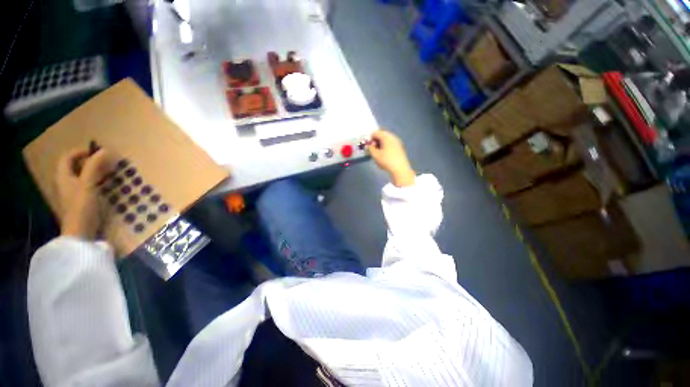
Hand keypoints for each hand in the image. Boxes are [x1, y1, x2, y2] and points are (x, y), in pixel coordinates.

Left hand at [56, 148, 114, 238]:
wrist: (80, 232)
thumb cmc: (81, 206)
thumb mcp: (88, 184)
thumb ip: (94, 166)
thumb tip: (105, 150)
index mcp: (63, 176)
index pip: (67, 157)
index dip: (80, 152)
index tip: (97, 152)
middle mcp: (65, 183)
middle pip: (74, 166)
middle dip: (88, 161)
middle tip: (105, 161)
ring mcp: (72, 193)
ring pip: (81, 176)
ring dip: (93, 171)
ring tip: (108, 172)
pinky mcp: (80, 201)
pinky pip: (86, 186)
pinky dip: (95, 181)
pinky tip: (105, 185)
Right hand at [368, 130, 415, 186]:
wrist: (400, 169)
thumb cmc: (386, 161)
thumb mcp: (375, 155)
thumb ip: (370, 148)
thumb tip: (369, 145)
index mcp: (386, 137)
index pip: (376, 132)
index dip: (370, 138)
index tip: (368, 145)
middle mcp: (392, 137)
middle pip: (382, 134)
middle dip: (376, 140)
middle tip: (372, 148)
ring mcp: (397, 142)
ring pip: (387, 139)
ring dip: (381, 143)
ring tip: (378, 152)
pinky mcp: (400, 147)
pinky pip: (391, 143)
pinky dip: (386, 146)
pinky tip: (384, 154)